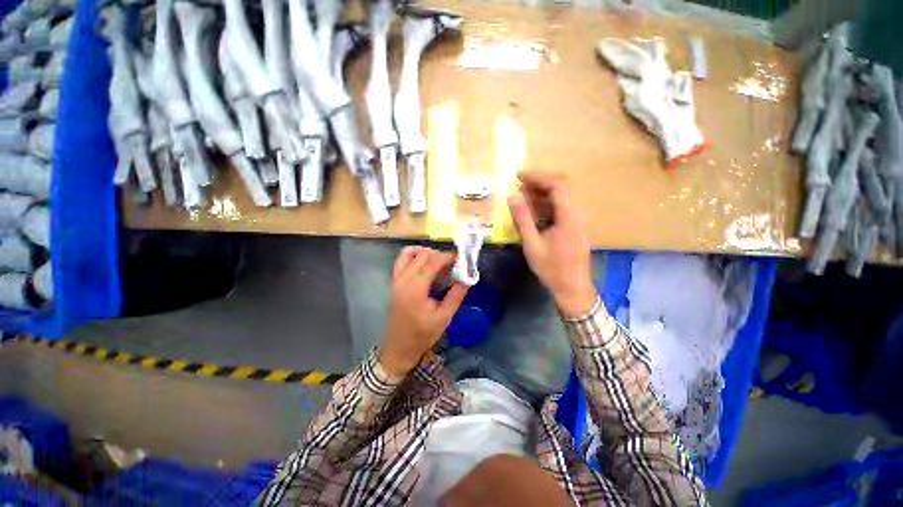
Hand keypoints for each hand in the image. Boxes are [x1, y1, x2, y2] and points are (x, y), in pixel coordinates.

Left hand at [379, 247, 468, 375]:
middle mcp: (404, 278)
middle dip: (440, 255)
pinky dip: (413, 256)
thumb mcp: (444, 317)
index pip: (433, 261)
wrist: (399, 347)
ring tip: (439, 263)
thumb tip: (468, 278)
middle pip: (423, 255)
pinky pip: (402, 260)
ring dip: (426, 254)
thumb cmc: (422, 334)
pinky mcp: (394, 282)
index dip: (449, 257)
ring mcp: (396, 279)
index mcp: (416, 287)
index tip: (462, 259)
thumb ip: (456, 295)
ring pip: (410, 253)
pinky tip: (424, 263)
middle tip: (454, 264)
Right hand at [508, 172, 596, 316]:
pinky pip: (560, 211)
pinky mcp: (574, 229)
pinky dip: (545, 207)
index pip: (557, 186)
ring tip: (521, 198)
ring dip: (540, 196)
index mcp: (569, 217)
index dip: (538, 178)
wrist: (572, 289)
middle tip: (517, 187)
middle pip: (560, 190)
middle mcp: (576, 215)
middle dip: (538, 185)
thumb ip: (522, 219)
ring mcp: (577, 222)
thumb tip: (512, 196)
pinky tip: (533, 213)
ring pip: (560, 200)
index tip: (518, 177)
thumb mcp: (532, 244)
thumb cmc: (552, 268)